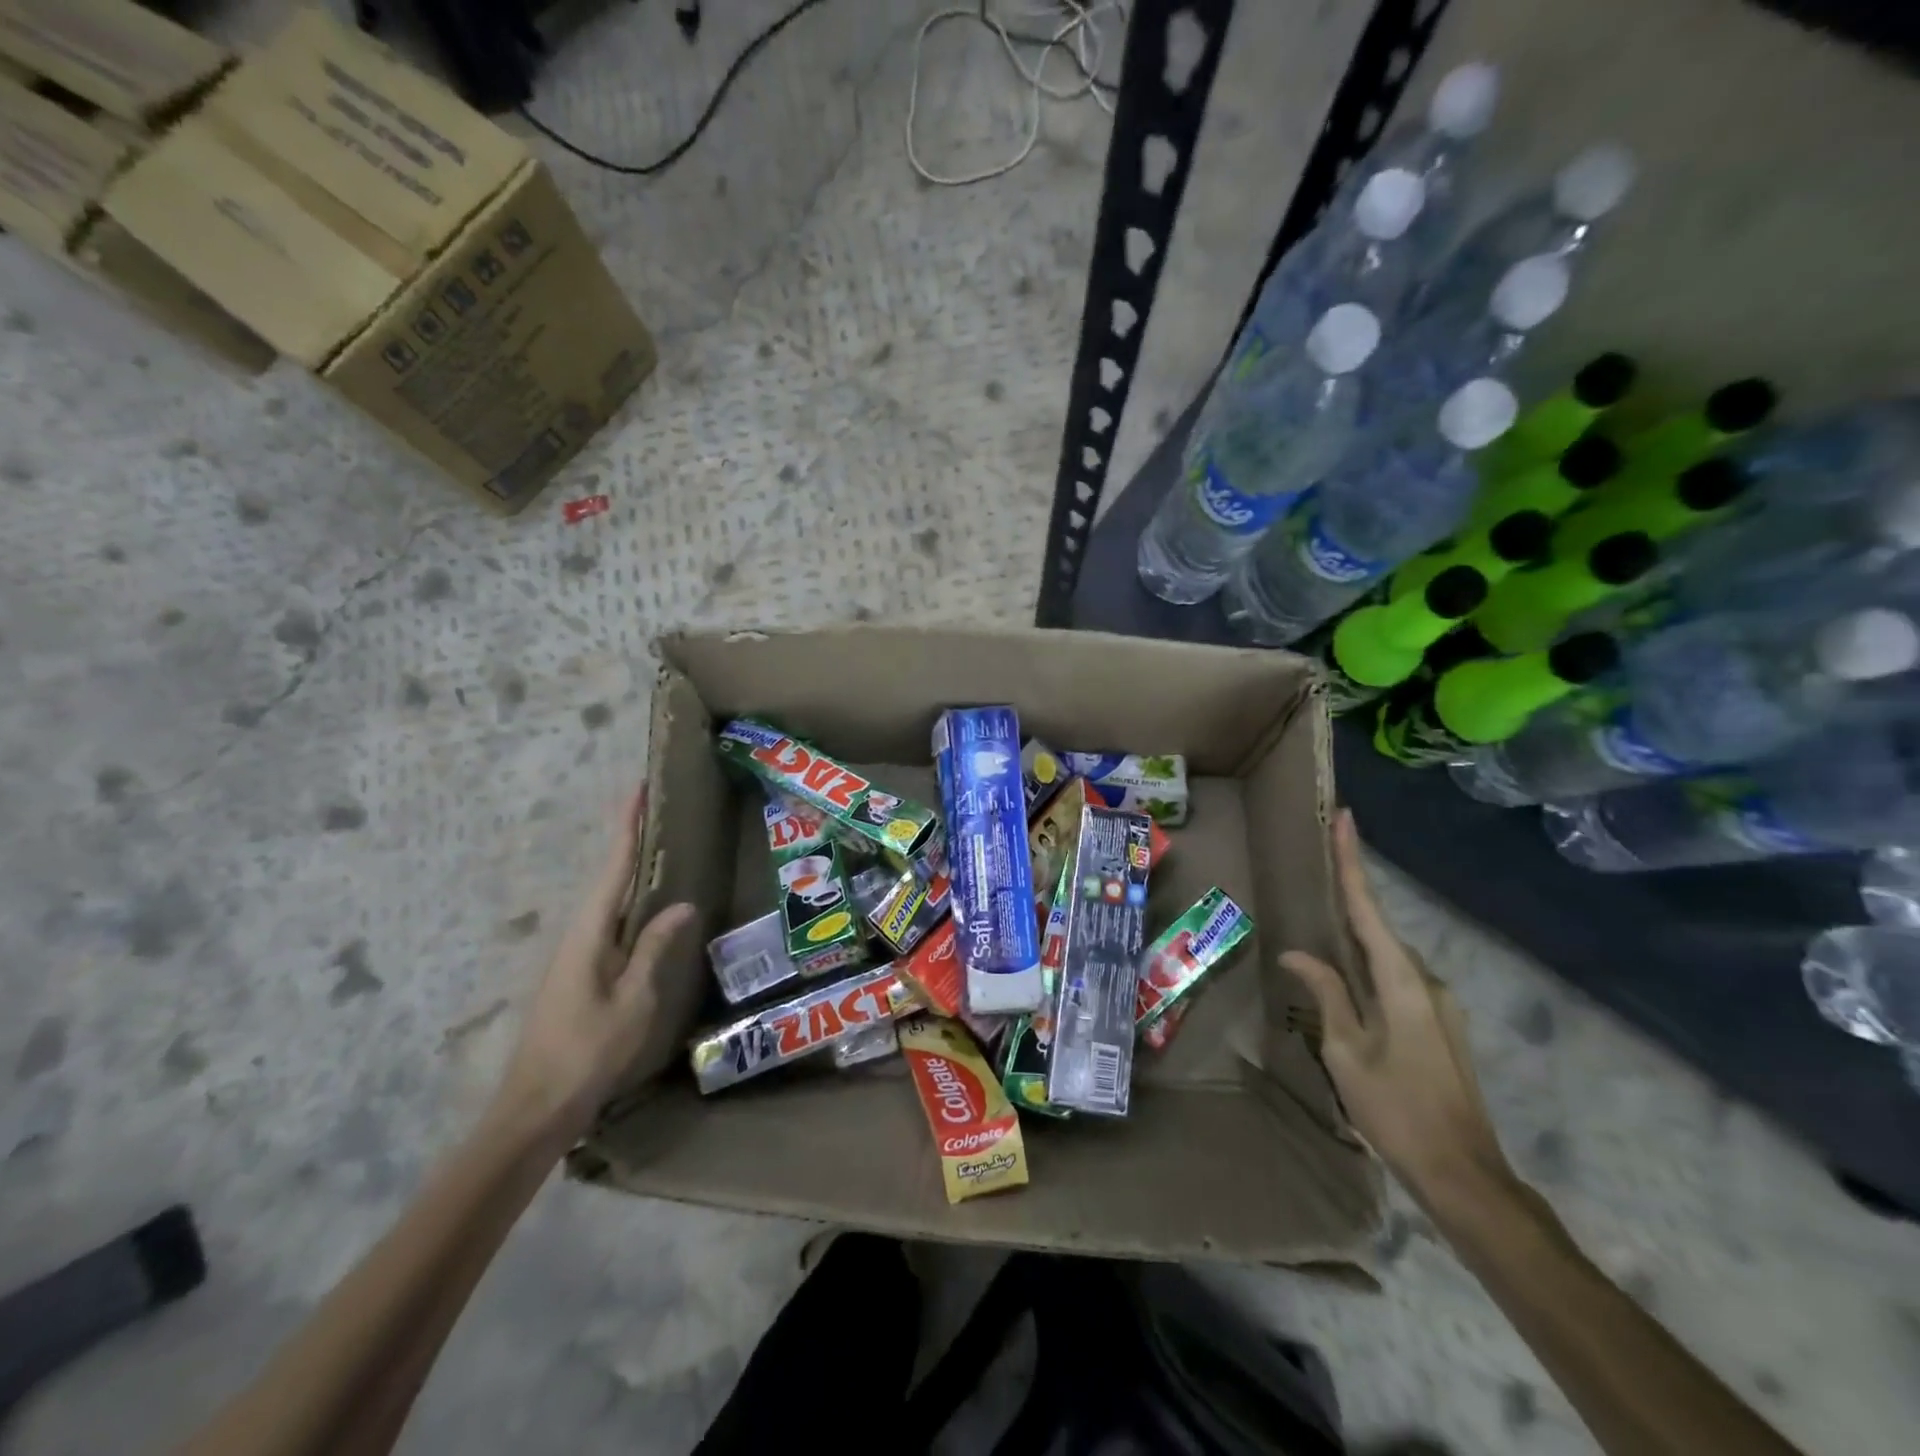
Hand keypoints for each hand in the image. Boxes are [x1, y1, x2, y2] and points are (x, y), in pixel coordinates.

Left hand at [493, 786, 694, 1139]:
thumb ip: (654, 949)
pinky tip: (644, 907)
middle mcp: (577, 935)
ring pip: (607, 901)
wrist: (535, 1108)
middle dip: (628, 840)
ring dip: (628, 869)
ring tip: (656, 845)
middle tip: (655, 808)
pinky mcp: (578, 974)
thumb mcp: (634, 1000)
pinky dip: (627, 901)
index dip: (628, 827)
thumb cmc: (588, 1052)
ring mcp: (574, 956)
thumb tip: (681, 903)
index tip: (638, 789)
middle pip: (607, 877)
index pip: (613, 868)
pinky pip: (608, 923)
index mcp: (589, 934)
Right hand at [1281, 809, 1510, 1206]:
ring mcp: (1437, 1004)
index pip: (1368, 909)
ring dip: (1355, 935)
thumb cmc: (1396, 1110)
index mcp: (1401, 982)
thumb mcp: (1346, 1051)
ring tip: (1321, 921)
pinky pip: (1393, 979)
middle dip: (1351, 894)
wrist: (1464, 1175)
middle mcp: (1425, 981)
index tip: (1345, 819)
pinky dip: (1366, 965)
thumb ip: (1325, 994)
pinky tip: (1343, 974)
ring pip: (1385, 956)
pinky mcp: (1437, 1024)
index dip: (1354, 863)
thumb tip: (1298, 953)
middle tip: (1322, 863)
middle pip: (1378, 928)